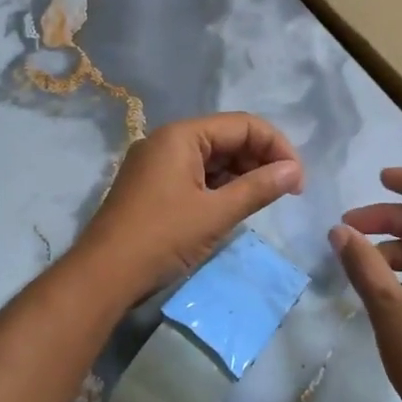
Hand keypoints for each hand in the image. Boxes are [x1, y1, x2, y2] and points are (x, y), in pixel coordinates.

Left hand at [75, 113, 303, 298]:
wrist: (103, 276)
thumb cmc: (162, 238)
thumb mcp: (216, 213)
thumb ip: (259, 188)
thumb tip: (294, 171)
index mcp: (181, 135)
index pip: (243, 125)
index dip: (277, 147)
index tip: (298, 180)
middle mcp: (167, 141)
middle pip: (227, 138)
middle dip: (260, 160)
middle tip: (287, 192)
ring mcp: (156, 164)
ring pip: (212, 159)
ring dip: (242, 175)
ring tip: (265, 201)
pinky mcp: (152, 187)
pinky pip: (195, 176)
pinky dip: (219, 187)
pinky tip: (235, 207)